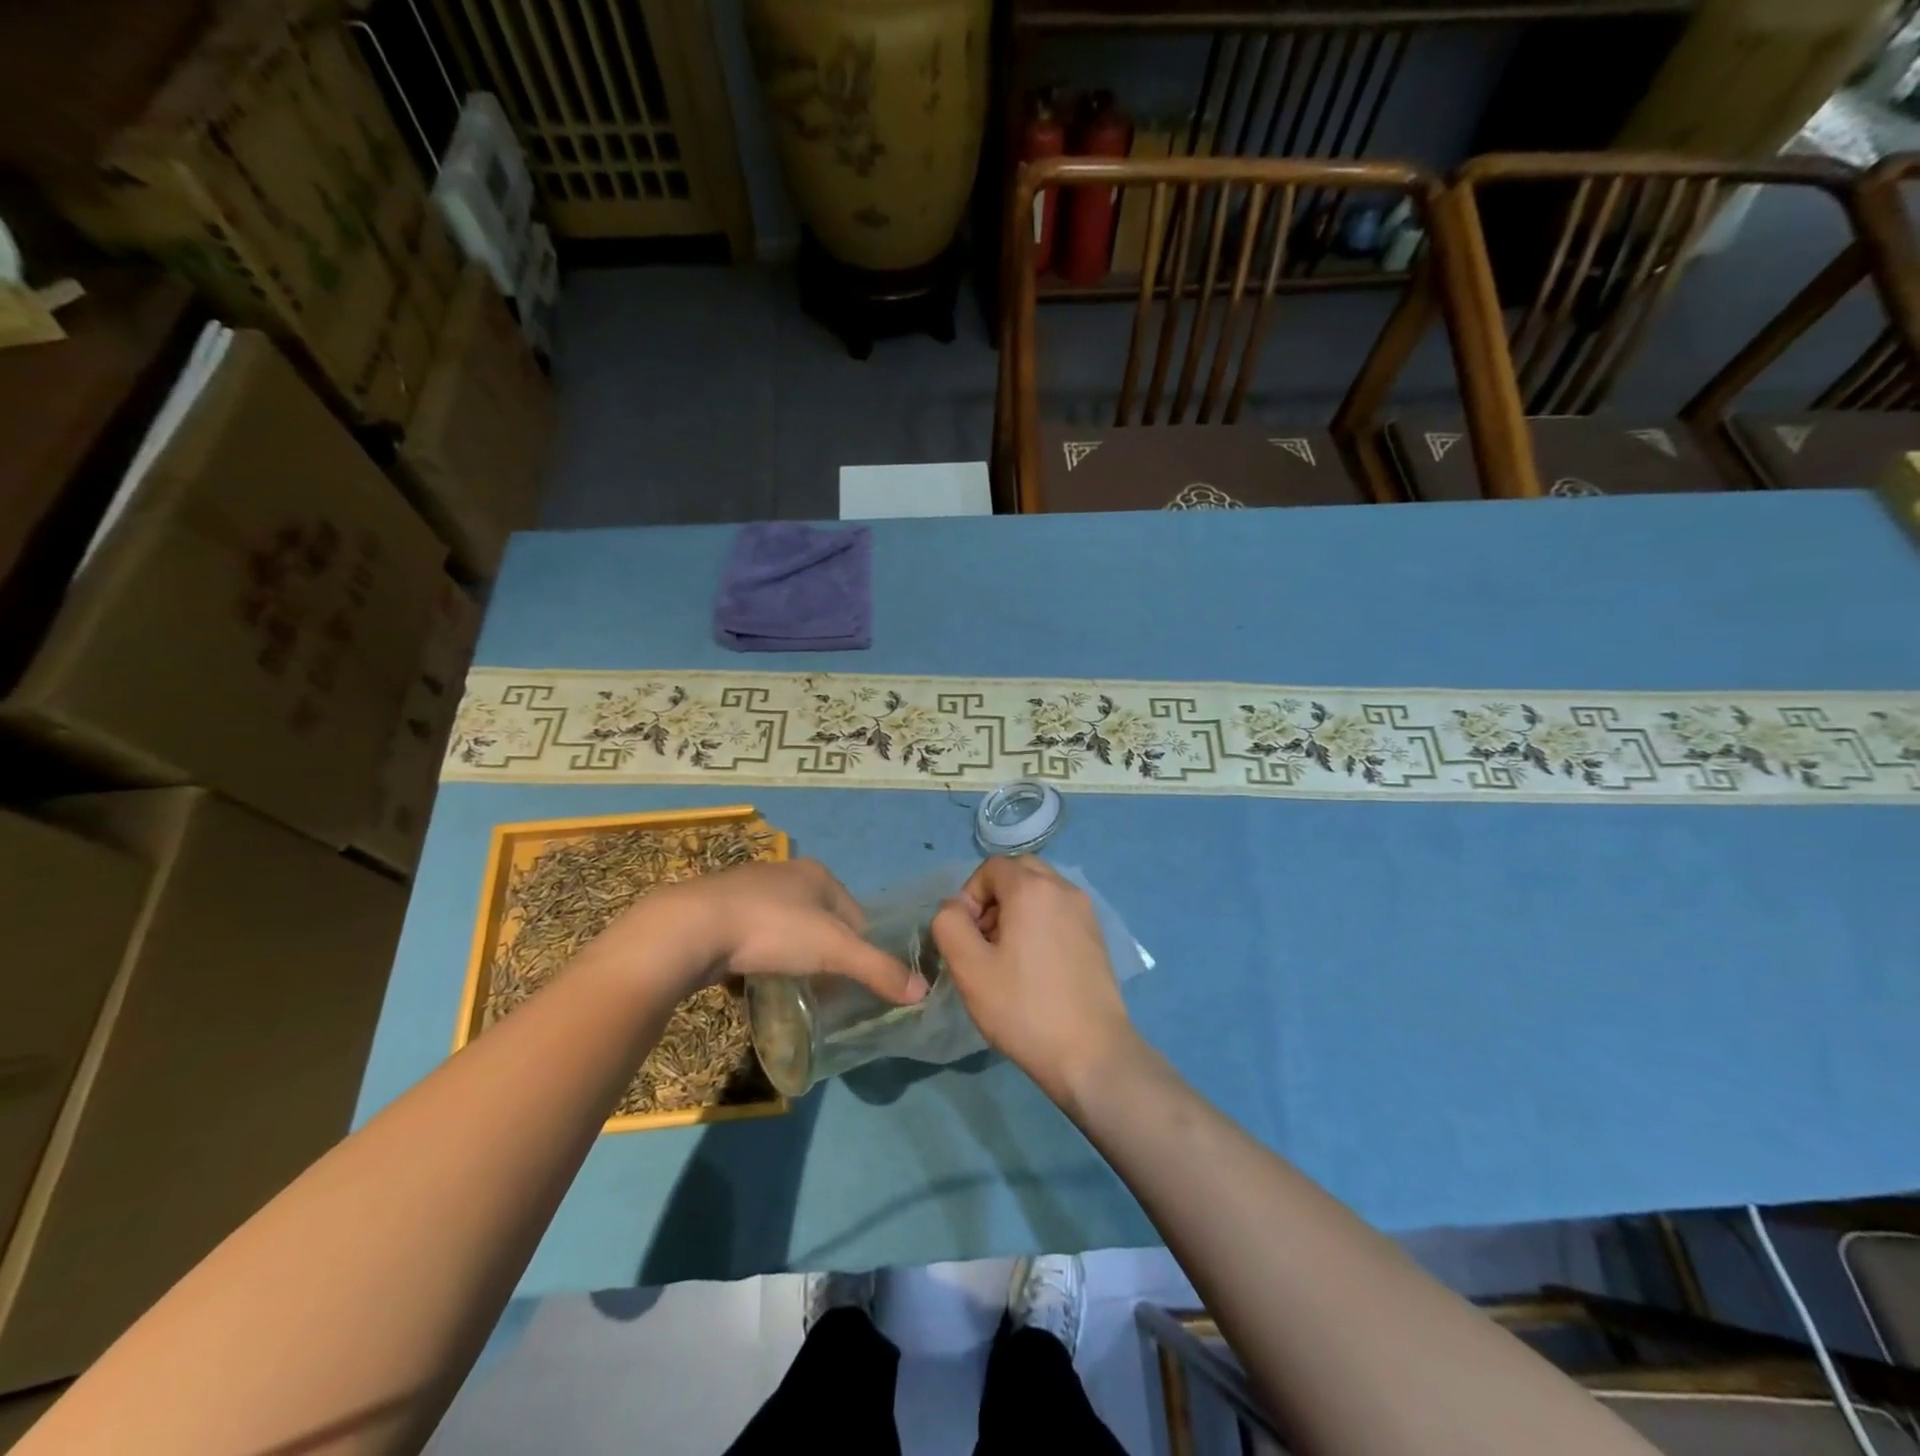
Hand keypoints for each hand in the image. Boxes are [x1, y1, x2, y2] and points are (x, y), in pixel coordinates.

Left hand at [596, 859, 928, 1004]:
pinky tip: (754, 977)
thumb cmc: (773, 930)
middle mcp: (785, 873)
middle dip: (825, 953)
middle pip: (821, 920)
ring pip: (786, 927)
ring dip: (792, 955)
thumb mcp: (834, 951)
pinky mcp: (717, 909)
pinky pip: (753, 936)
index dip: (861, 949)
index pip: (856, 914)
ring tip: (790, 987)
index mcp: (818, 874)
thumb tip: (922, 991)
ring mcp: (748, 888)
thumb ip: (878, 969)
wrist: (691, 929)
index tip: (855, 983)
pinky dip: (759, 956)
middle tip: (825, 991)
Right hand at [931, 857, 1137, 1102]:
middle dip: (994, 898)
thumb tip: (955, 908)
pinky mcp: (1097, 936)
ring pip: (1041, 891)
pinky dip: (1041, 923)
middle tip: (985, 941)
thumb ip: (949, 924)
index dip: (970, 896)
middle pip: (1019, 872)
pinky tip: (1035, 967)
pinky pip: (1059, 912)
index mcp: (1033, 889)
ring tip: (1008, 957)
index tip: (967, 937)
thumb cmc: (1024, 1008)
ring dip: (1017, 910)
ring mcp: (1086, 912)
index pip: (991, 867)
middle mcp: (1064, 889)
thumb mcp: (969, 968)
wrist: (1091, 1054)